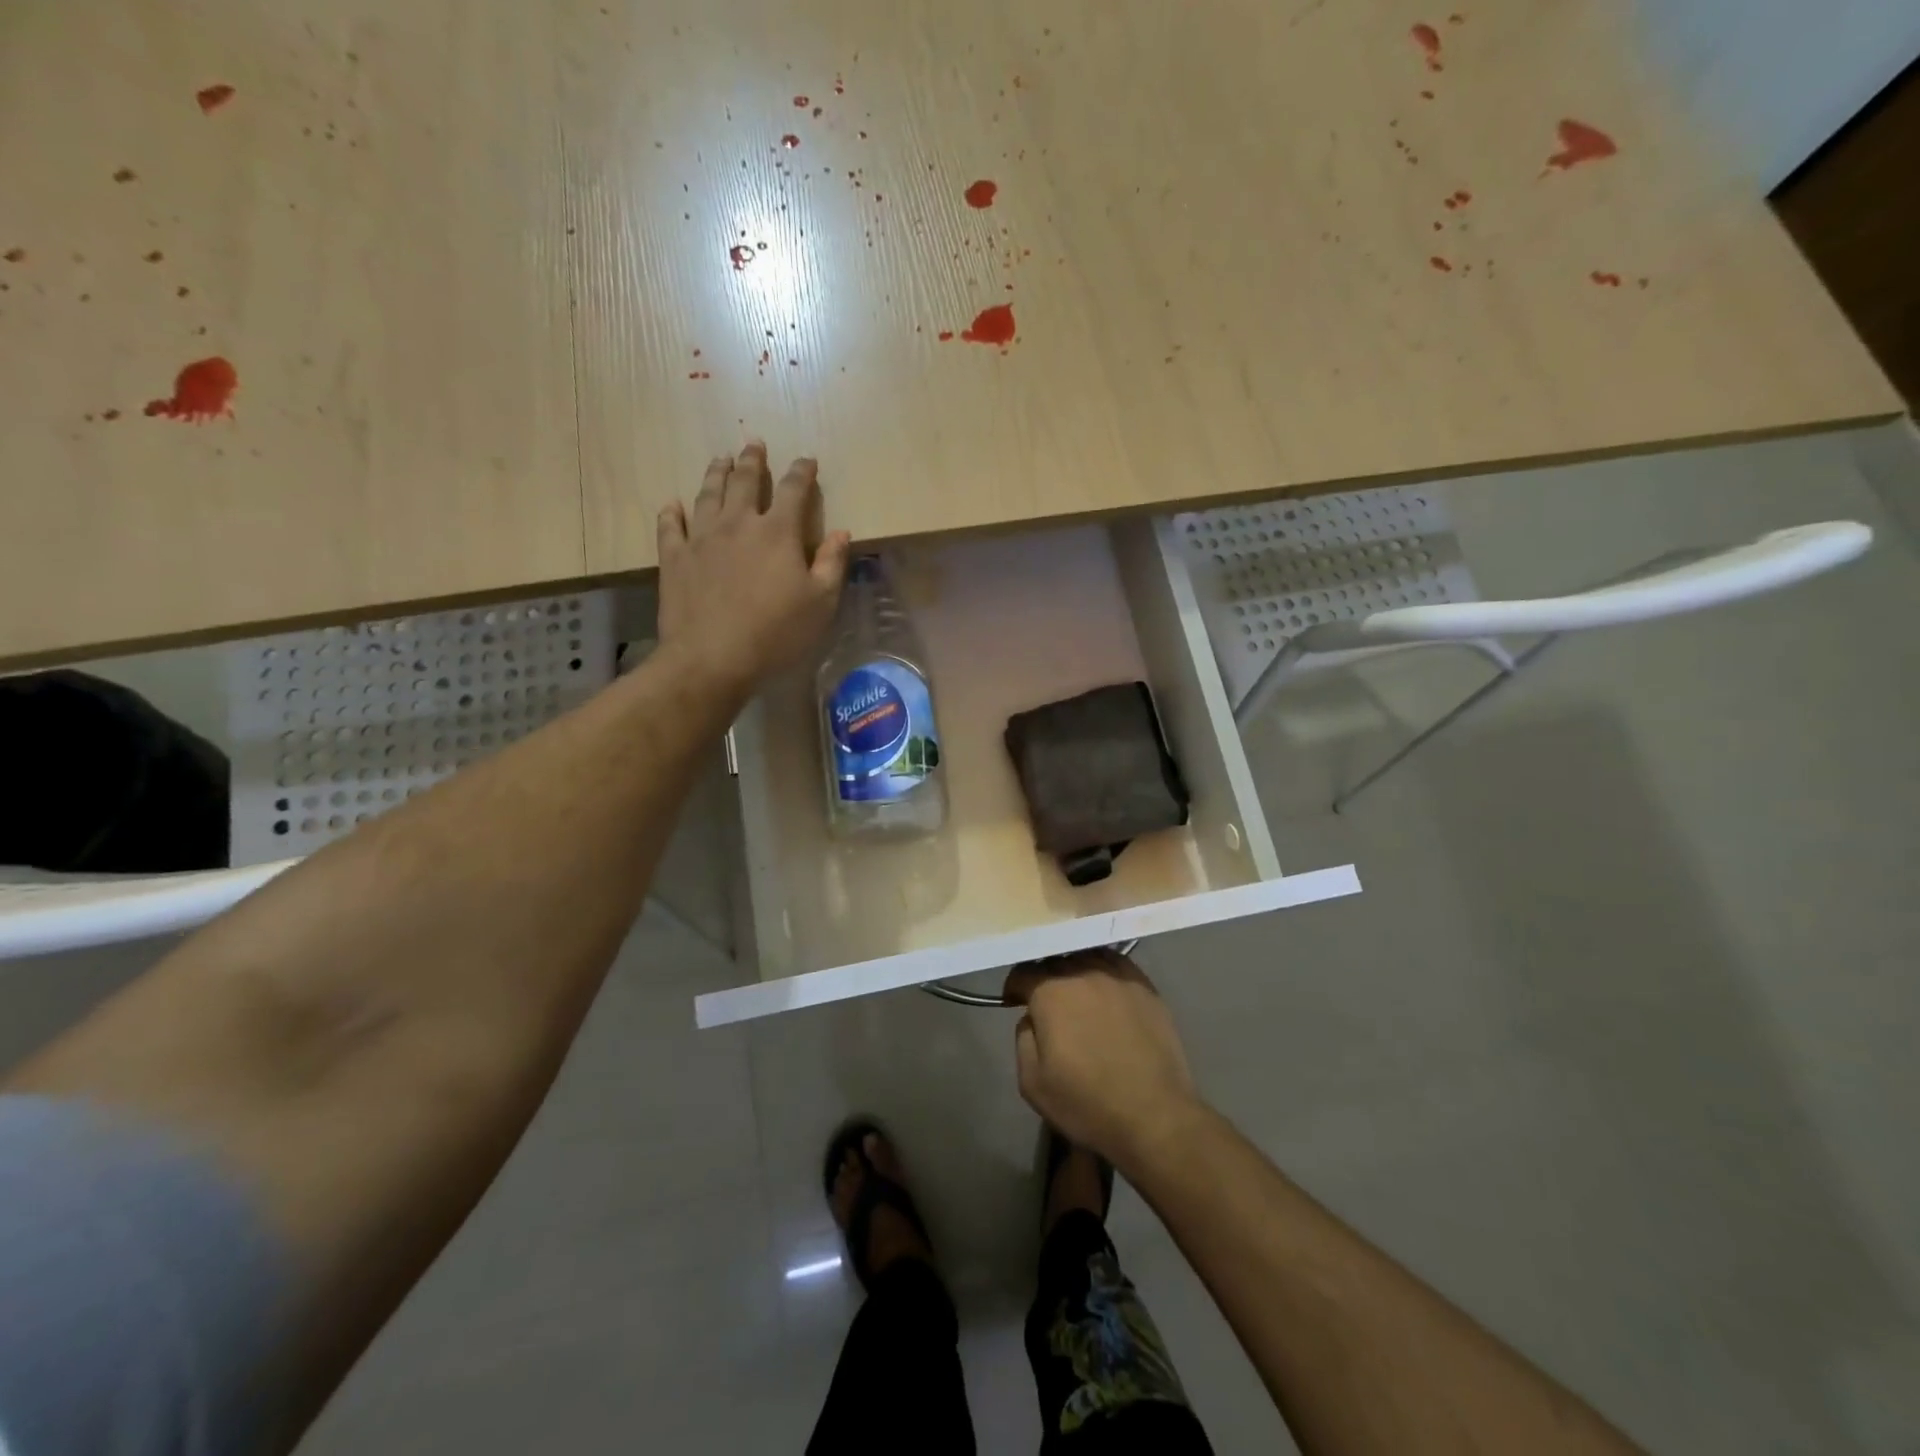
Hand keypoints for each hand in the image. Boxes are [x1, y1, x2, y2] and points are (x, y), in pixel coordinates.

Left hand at [657, 443, 850, 691]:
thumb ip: (831, 564)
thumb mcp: (820, 603)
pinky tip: (672, 504)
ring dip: (716, 474)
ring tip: (720, 459)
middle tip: (753, 443)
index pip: (794, 490)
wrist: (712, 657)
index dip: (802, 472)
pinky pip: (670, 526)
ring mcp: (701, 538)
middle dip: (752, 460)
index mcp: (778, 532)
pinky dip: (672, 512)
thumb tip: (841, 532)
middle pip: (745, 482)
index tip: (807, 460)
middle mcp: (738, 524)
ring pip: (708, 494)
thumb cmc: (776, 633)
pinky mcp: (675, 558)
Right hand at [1003, 950, 1204, 1168]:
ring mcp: (1119, 977)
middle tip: (1045, 1001)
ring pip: (1088, 956)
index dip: (1014, 986)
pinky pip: (1118, 965)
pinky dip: (1105, 972)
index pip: (1024, 972)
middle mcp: (1084, 973)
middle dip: (1044, 976)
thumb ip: (1022, 1038)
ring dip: (1075, 969)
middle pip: (1056, 960)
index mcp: (1052, 993)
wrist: (1155, 1116)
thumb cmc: (1087, 1103)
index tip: (1013, 1002)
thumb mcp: (1032, 1082)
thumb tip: (1031, 1018)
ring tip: (1077, 991)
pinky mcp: (1146, 988)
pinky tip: (1107, 991)